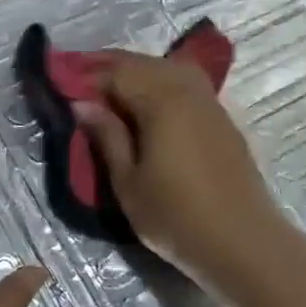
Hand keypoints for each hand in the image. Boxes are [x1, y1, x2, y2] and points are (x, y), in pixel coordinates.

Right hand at [74, 52, 283, 278]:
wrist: (244, 243)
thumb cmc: (176, 217)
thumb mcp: (128, 182)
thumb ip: (106, 136)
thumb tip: (82, 104)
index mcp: (161, 100)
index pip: (116, 72)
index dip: (86, 77)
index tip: (61, 87)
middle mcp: (187, 90)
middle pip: (143, 63)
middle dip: (109, 68)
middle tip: (80, 84)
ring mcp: (210, 102)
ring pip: (168, 68)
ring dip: (137, 72)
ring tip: (111, 93)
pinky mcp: (222, 119)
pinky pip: (186, 84)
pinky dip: (161, 84)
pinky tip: (148, 105)